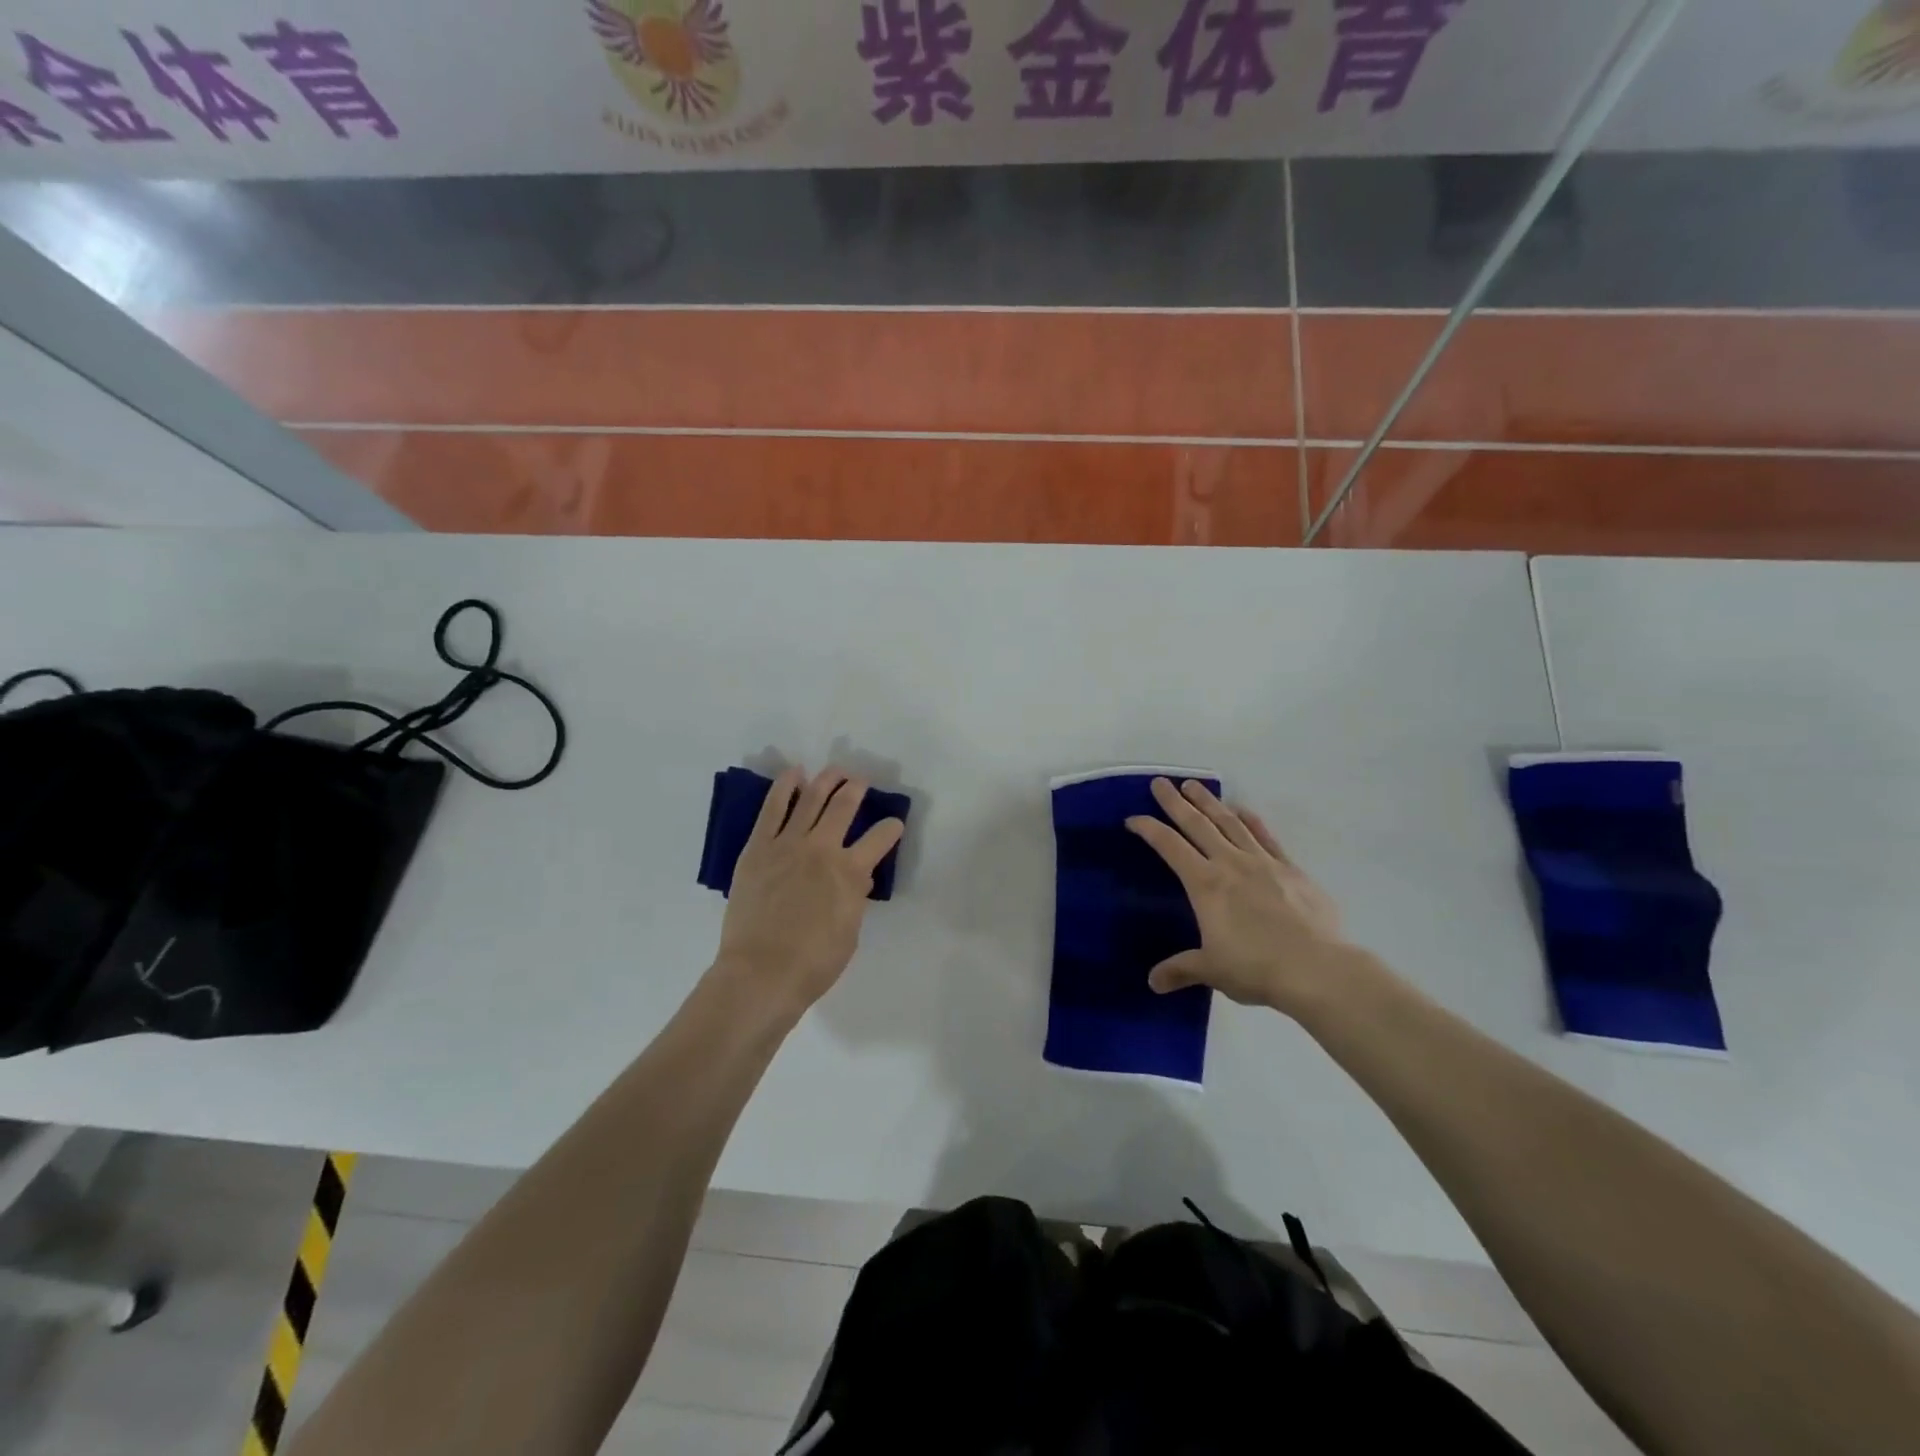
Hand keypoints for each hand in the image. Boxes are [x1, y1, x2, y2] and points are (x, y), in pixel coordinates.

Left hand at [713, 767, 904, 1015]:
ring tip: (835, 771)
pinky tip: (794, 774)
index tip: (894, 824)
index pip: (880, 838)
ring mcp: (787, 844)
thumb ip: (855, 898)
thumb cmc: (813, 963)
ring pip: (811, 799)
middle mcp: (822, 848)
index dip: (891, 828)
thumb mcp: (850, 932)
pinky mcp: (758, 847)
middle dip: (856, 789)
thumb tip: (859, 876)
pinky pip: (772, 809)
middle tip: (861, 781)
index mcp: (851, 871)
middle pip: (843, 806)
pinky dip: (785, 788)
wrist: (761, 973)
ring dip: (826, 781)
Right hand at [1127, 778, 1356, 1014]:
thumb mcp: (1211, 970)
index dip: (1149, 829)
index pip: (1169, 847)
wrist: (1318, 969)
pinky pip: (1266, 836)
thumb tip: (1153, 982)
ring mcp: (1263, 862)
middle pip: (1197, 824)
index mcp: (1205, 884)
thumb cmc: (1256, 968)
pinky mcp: (1291, 869)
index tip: (1133, 819)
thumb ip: (1181, 970)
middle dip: (1175, 802)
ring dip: (1209, 802)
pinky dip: (1251, 820)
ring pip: (1230, 822)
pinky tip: (1242, 810)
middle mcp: (1230, 863)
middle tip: (1160, 782)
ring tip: (1194, 785)